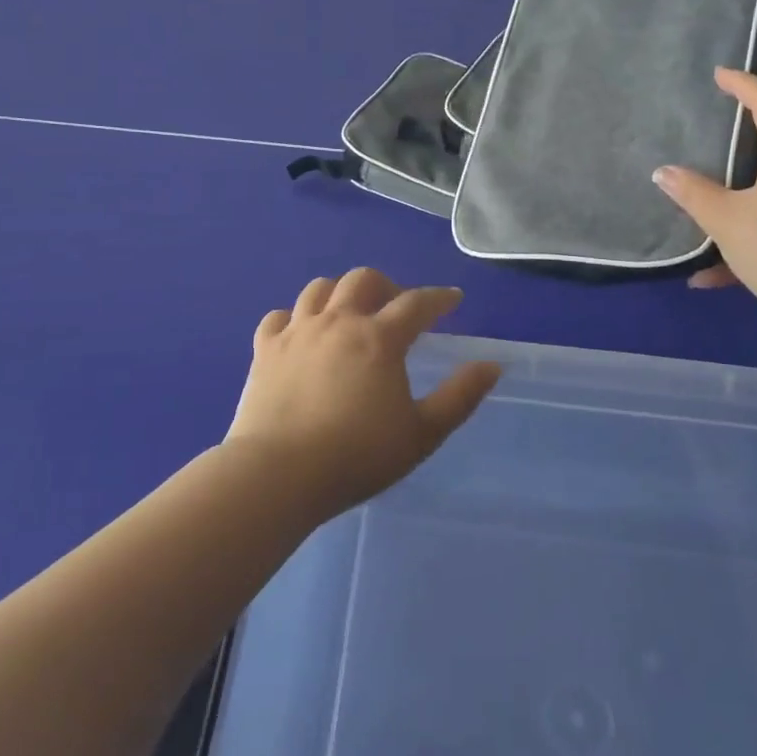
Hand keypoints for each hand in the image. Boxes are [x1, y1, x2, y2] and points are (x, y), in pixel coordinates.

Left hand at [227, 269, 501, 517]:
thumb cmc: (357, 456)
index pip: (416, 303)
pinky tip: (302, 333)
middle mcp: (337, 322)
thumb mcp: (422, 433)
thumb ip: (460, 396)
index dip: (439, 298)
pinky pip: (279, 316)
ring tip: (350, 313)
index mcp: (379, 338)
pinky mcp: (264, 350)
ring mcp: (296, 332)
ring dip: (341, 292)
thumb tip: (492, 365)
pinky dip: (296, 317)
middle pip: (363, 280)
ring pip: (319, 289)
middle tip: (397, 307)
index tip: (453, 299)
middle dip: (387, 286)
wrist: (278, 475)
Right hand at [652, 67, 756, 337]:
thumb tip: (664, 172)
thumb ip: (692, 193)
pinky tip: (711, 274)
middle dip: (747, 135)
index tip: (721, 74)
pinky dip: (745, 238)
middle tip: (718, 128)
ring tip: (707, 202)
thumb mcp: (724, 219)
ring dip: (740, 193)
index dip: (746, 85)